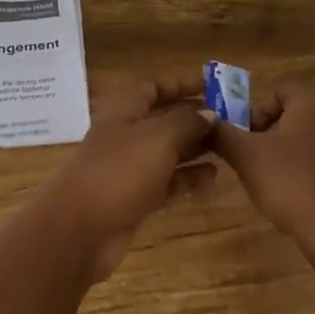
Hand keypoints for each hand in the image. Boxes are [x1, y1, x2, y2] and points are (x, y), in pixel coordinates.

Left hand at [44, 73, 219, 279]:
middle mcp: (126, 134)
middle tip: (232, 119)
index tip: (213, 85)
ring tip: (229, 146)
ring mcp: (129, 167)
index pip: (154, 87)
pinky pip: (167, 181)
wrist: (82, 229)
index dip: (181, 84)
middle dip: (195, 117)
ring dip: (195, 147)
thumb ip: (187, 122)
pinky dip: (188, 177)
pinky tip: (213, 177)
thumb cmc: (120, 171)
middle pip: (163, 119)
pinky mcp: (135, 197)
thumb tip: (209, 113)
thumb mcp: (158, 138)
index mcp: (124, 109)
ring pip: (167, 151)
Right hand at [208, 82, 314, 264]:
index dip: (253, 113)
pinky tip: (298, 192)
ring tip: (273, 179)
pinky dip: (309, 165)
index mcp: (314, 100)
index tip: (243, 140)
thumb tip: (205, 121)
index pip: (276, 91)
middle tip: (252, 160)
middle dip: (269, 132)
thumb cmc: (292, 184)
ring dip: (288, 150)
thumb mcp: (246, 157)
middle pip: (293, 112)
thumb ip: (222, 133)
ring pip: (310, 135)